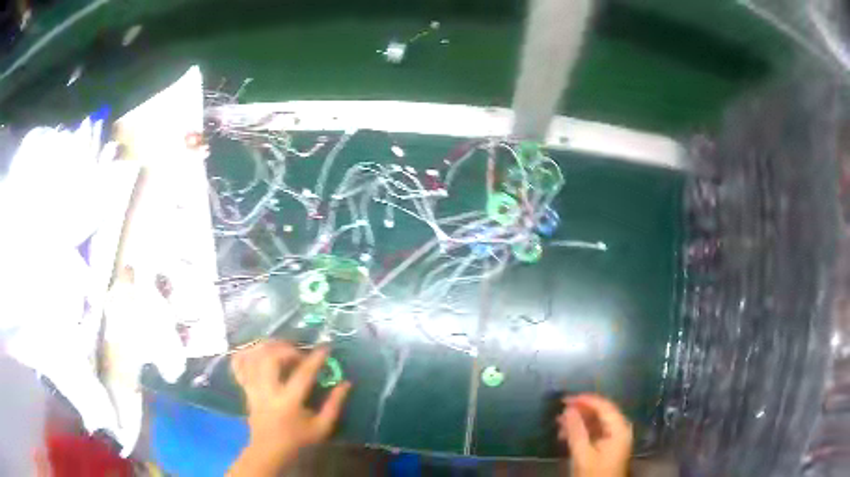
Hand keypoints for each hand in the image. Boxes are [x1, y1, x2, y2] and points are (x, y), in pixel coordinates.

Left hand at [227, 341, 350, 475]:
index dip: (315, 359)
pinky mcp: (245, 389)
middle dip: (287, 349)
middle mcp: (267, 392)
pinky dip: (246, 353)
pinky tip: (258, 351)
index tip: (326, 348)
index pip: (303, 374)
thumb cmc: (298, 441)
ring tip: (281, 348)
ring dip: (268, 347)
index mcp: (288, 403)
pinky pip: (239, 364)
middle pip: (270, 359)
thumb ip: (334, 404)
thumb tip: (345, 383)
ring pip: (253, 357)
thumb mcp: (322, 428)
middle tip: (299, 353)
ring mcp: (253, 389)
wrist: (269, 451)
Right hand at [557, 394, 632, 476]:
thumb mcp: (582, 454)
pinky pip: (596, 432)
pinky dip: (582, 431)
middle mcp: (620, 429)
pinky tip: (567, 435)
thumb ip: (576, 431)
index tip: (566, 399)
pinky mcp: (609, 446)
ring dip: (579, 422)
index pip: (604, 406)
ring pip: (597, 422)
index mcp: (619, 429)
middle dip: (580, 411)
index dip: (585, 400)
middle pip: (601, 413)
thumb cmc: (593, 474)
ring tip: (559, 424)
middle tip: (560, 412)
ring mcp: (615, 438)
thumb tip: (568, 409)